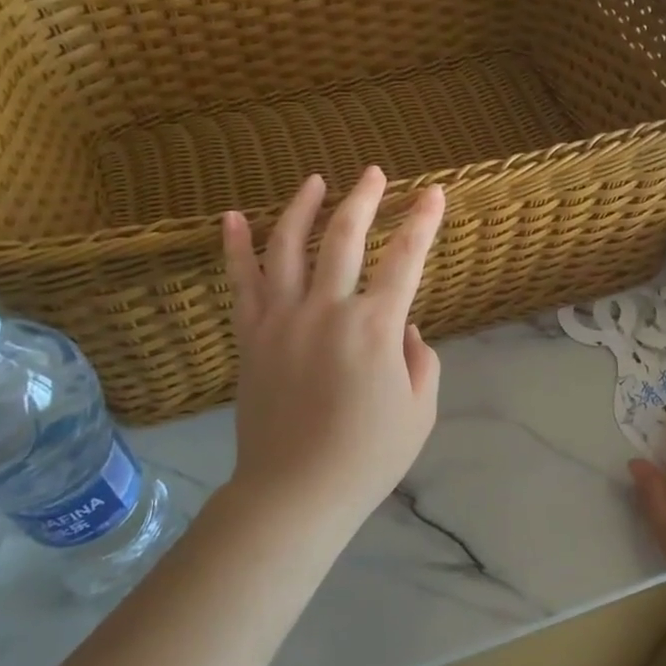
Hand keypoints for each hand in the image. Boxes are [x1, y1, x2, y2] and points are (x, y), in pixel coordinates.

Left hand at [221, 168, 444, 532]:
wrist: (294, 493)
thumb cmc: (367, 456)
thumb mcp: (420, 410)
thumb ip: (420, 359)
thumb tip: (404, 327)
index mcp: (376, 328)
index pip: (406, 259)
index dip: (423, 222)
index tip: (433, 193)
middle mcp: (328, 310)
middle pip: (345, 237)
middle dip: (365, 198)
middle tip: (374, 172)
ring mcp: (282, 319)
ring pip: (289, 246)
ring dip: (303, 207)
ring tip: (315, 180)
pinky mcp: (250, 336)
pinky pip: (240, 282)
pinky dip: (235, 247)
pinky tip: (232, 218)